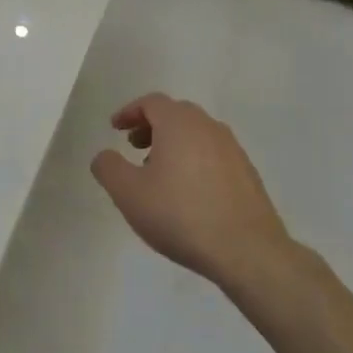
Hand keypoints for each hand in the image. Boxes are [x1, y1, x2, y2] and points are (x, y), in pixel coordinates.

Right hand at [90, 94, 292, 285]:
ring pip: (197, 134)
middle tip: (134, 147)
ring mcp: (233, 150)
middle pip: (176, 114)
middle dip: (151, 126)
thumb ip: (108, 168)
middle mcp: (209, 127)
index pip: (151, 102)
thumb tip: (104, 155)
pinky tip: (188, 192)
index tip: (115, 129)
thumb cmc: (180, 215)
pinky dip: (194, 160)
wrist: (246, 250)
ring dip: (174, 144)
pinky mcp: (247, 173)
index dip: (129, 112)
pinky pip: (213, 154)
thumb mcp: (128, 193)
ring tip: (159, 173)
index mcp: (179, 123)